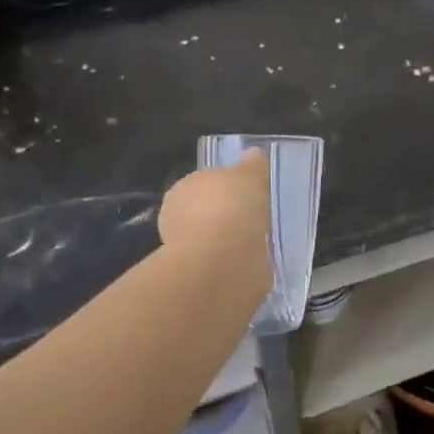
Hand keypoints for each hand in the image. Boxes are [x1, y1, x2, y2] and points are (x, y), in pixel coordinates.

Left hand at [159, 150, 271, 286]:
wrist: (221, 265)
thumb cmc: (231, 208)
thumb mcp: (249, 175)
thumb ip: (252, 165)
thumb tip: (253, 153)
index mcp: (183, 189)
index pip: (203, 183)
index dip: (225, 187)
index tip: (246, 193)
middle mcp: (176, 218)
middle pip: (206, 212)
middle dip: (225, 216)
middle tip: (253, 218)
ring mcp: (185, 251)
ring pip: (212, 240)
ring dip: (229, 242)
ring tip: (256, 243)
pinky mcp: (198, 280)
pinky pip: (221, 264)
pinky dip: (233, 264)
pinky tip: (251, 263)